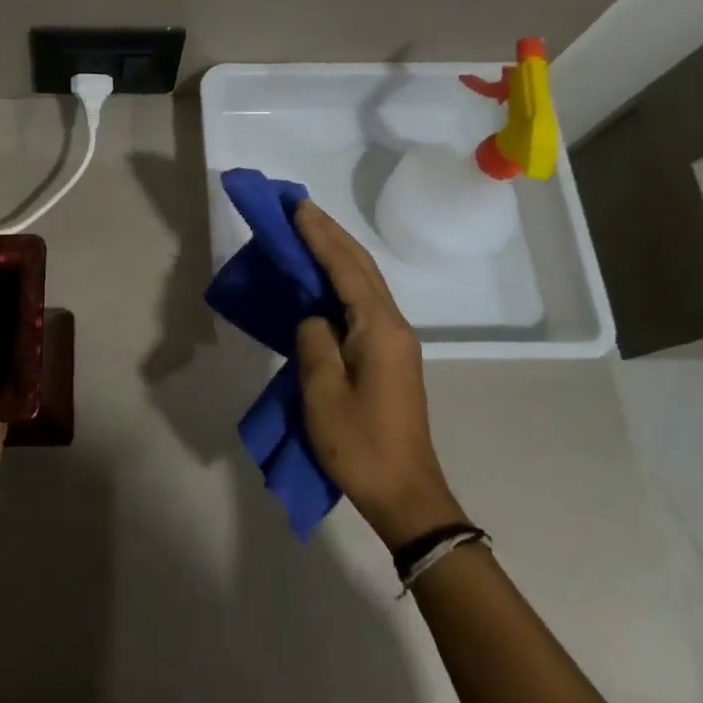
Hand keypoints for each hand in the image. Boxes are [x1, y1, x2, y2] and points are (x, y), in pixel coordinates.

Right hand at [293, 200, 464, 549]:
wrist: (406, 495)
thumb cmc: (360, 445)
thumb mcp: (324, 394)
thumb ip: (315, 343)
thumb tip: (313, 317)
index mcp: (379, 329)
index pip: (346, 268)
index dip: (320, 235)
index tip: (296, 207)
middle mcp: (392, 326)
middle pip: (361, 267)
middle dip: (330, 234)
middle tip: (298, 208)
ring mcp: (393, 341)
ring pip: (364, 282)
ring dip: (336, 253)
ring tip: (307, 231)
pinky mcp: (388, 356)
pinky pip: (362, 303)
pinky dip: (340, 280)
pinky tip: (322, 278)